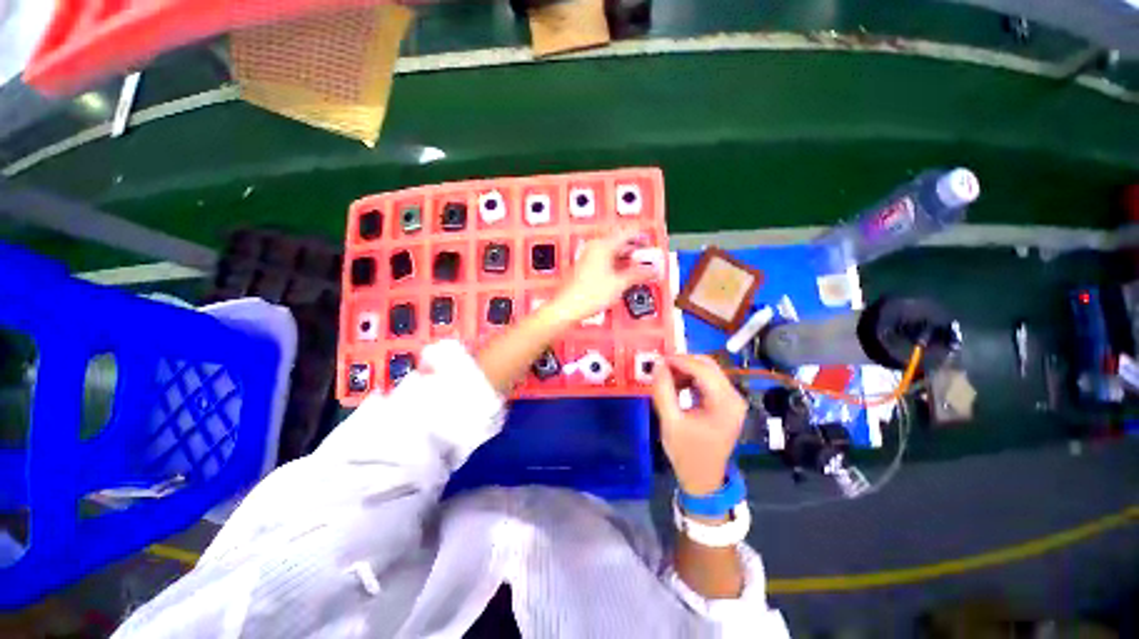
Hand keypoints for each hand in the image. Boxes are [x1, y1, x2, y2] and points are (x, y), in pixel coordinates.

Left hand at [550, 229, 658, 322]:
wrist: (567, 307)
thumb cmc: (589, 294)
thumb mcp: (619, 284)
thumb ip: (638, 275)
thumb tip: (652, 270)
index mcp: (603, 246)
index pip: (626, 233)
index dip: (641, 236)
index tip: (651, 241)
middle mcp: (594, 248)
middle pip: (619, 242)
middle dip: (634, 249)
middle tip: (647, 256)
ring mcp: (588, 258)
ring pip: (612, 252)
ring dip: (626, 258)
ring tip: (638, 267)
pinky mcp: (585, 268)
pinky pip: (605, 260)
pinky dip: (616, 265)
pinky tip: (623, 275)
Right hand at [651, 355, 746, 495]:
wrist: (702, 479)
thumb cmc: (687, 453)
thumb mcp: (670, 422)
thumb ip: (663, 391)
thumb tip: (658, 365)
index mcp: (725, 403)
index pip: (702, 370)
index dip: (679, 361)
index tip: (658, 360)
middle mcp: (734, 397)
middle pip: (708, 366)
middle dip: (682, 363)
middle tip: (660, 368)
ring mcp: (731, 399)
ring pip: (707, 371)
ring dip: (685, 370)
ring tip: (666, 380)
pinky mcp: (725, 402)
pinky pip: (707, 381)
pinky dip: (690, 379)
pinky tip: (677, 387)